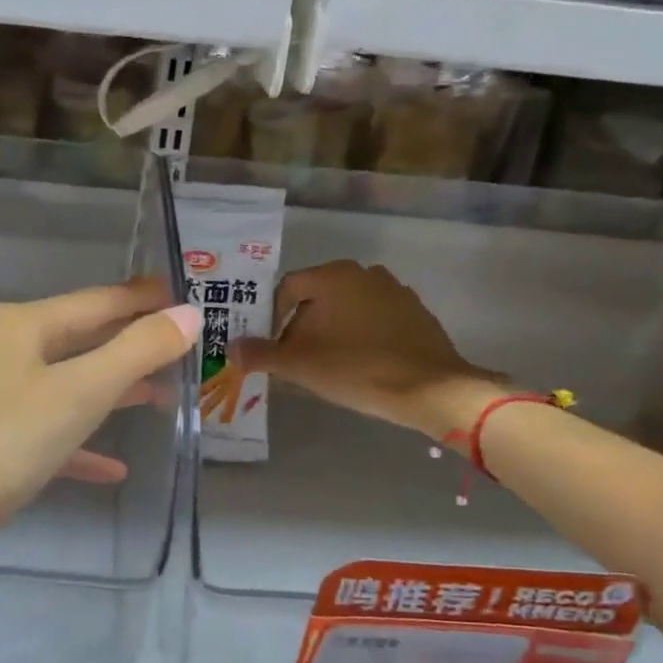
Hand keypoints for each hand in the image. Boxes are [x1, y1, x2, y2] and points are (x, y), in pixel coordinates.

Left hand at [0, 280, 199, 564]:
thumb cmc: (0, 445)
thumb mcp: (78, 394)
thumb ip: (136, 352)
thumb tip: (188, 313)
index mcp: (23, 326)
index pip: (99, 300)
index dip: (143, 299)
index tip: (185, 299)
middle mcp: (3, 349)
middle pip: (81, 338)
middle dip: (131, 346)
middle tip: (182, 352)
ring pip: (64, 383)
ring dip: (111, 391)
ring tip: (159, 399)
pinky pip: (44, 429)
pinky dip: (79, 441)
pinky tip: (112, 467)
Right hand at [231, 260, 503, 437]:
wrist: (431, 389)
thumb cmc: (357, 369)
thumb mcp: (300, 365)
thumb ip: (261, 354)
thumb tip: (231, 349)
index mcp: (333, 276)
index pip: (287, 289)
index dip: (271, 319)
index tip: (270, 349)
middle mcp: (363, 273)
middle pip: (316, 298)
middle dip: (300, 328)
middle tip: (294, 361)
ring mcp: (394, 291)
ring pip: (345, 309)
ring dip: (329, 333)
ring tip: (325, 367)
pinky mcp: (414, 313)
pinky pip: (373, 320)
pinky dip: (358, 336)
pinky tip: (359, 366)